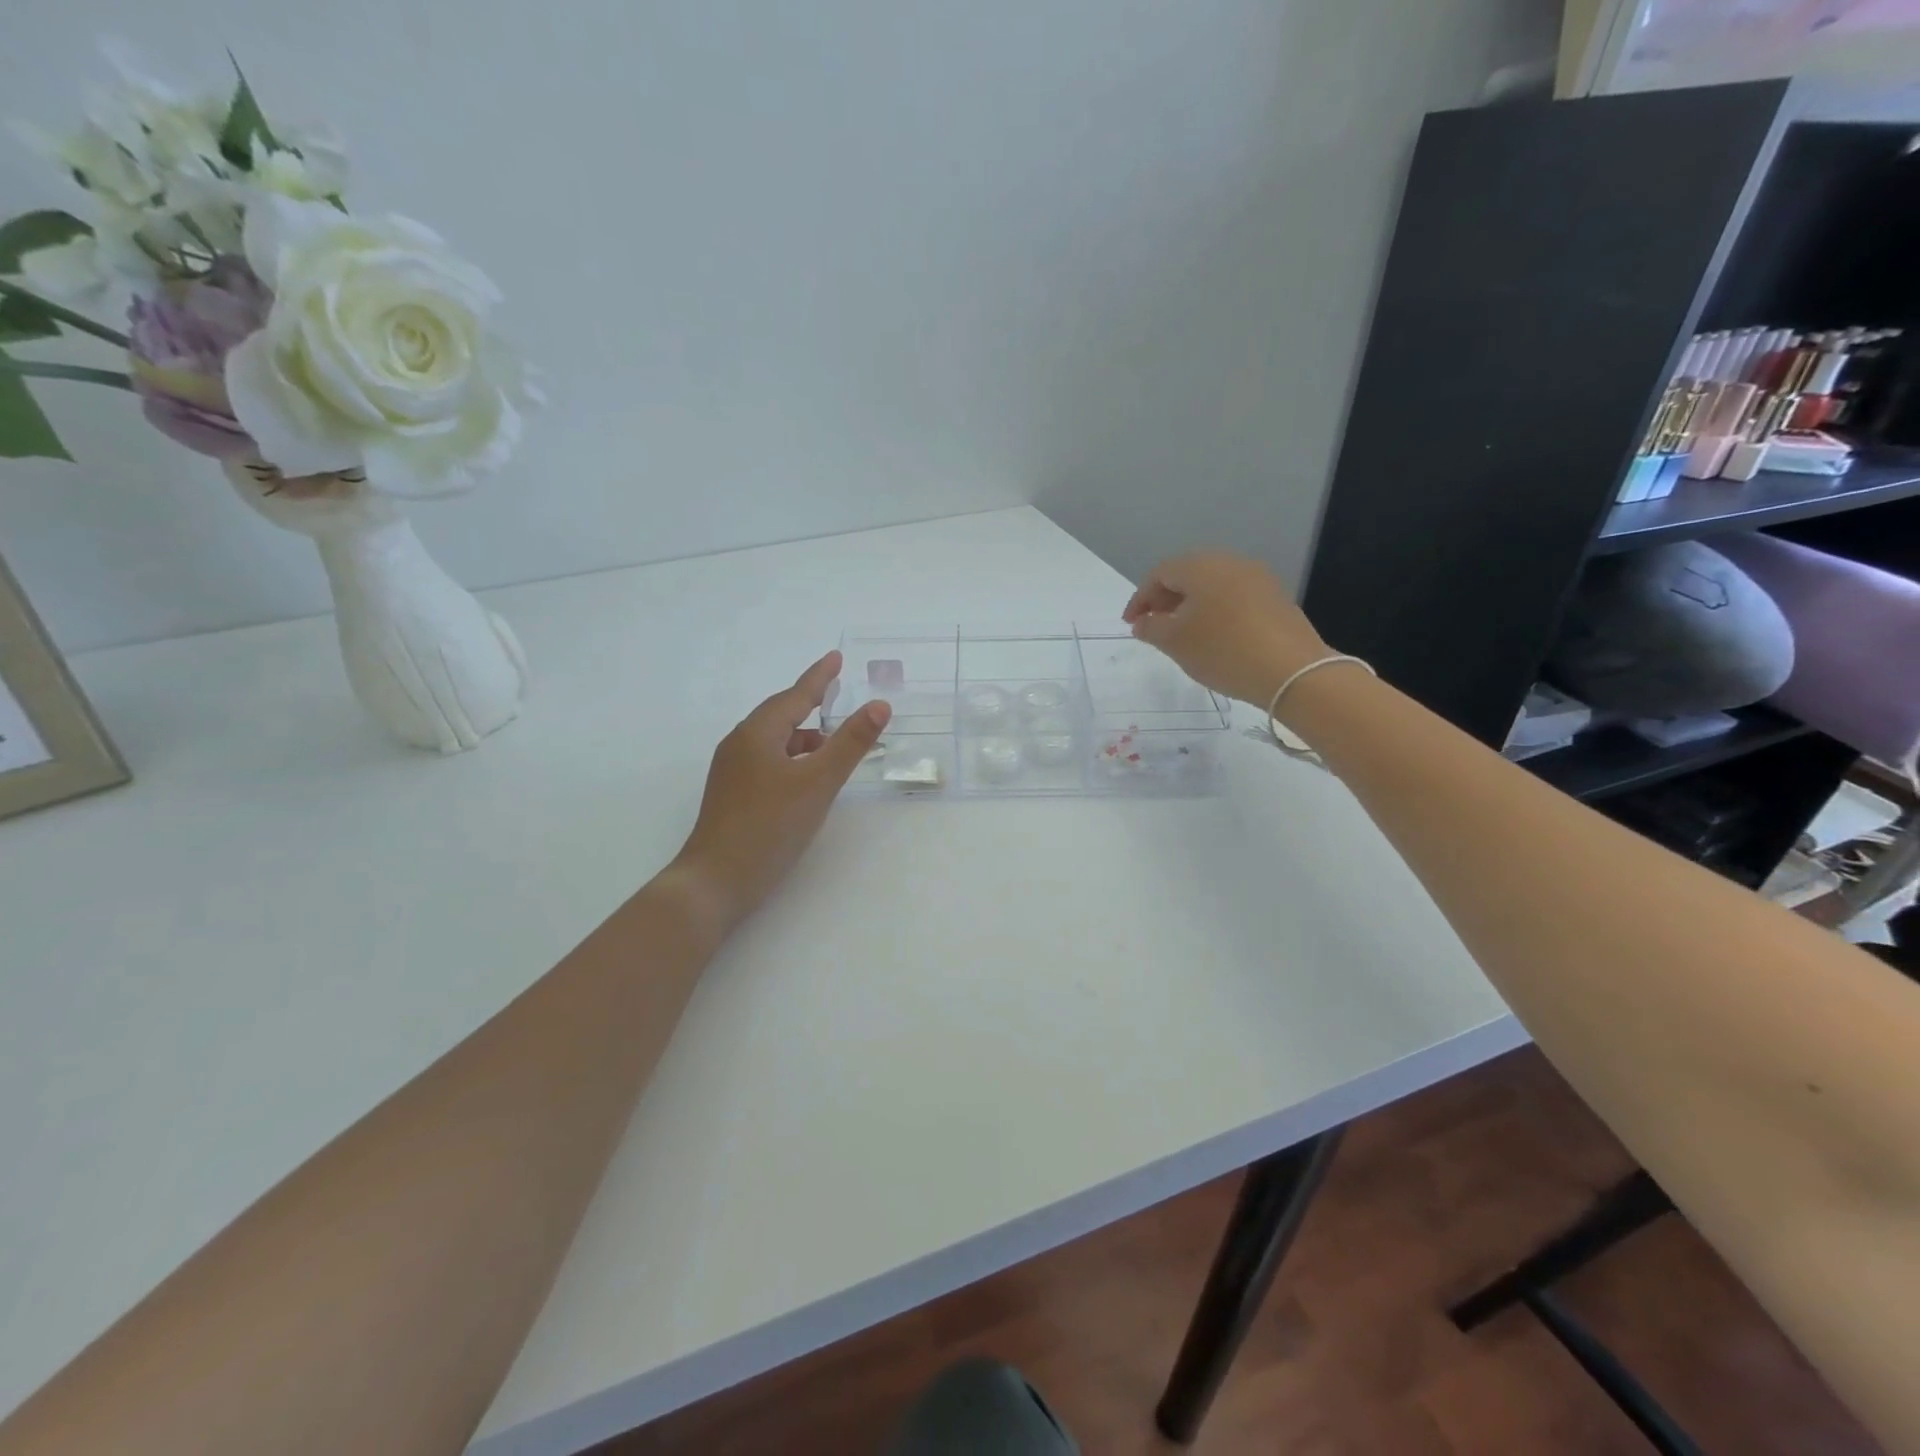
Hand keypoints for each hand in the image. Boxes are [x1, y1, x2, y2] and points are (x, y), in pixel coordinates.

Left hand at [672, 652, 889, 930]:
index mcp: (757, 734)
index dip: (819, 677)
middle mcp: (740, 745)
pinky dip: (792, 760)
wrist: (715, 882)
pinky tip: (807, 779)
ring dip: (804, 738)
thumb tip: (879, 705)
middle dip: (811, 705)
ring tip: (832, 745)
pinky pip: (768, 762)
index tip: (836, 657)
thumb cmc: (769, 826)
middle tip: (837, 694)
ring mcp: (732, 771)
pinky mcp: (733, 795)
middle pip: (781, 715)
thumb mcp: (818, 783)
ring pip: (775, 742)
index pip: (795, 695)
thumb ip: (850, 743)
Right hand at [1122, 552, 1329, 705]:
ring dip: (1191, 606)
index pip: (1159, 574)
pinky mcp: (1275, 598)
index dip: (1140, 599)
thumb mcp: (1176, 642)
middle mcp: (1230, 562)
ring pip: (1212, 586)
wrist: (1292, 671)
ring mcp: (1257, 578)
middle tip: (1152, 627)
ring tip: (1181, 634)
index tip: (1130, 625)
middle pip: (1188, 575)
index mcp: (1201, 566)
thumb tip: (1143, 622)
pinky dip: (1215, 612)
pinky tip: (1213, 637)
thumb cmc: (1222, 650)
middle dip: (1165, 600)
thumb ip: (1152, 628)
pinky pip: (1233, 597)